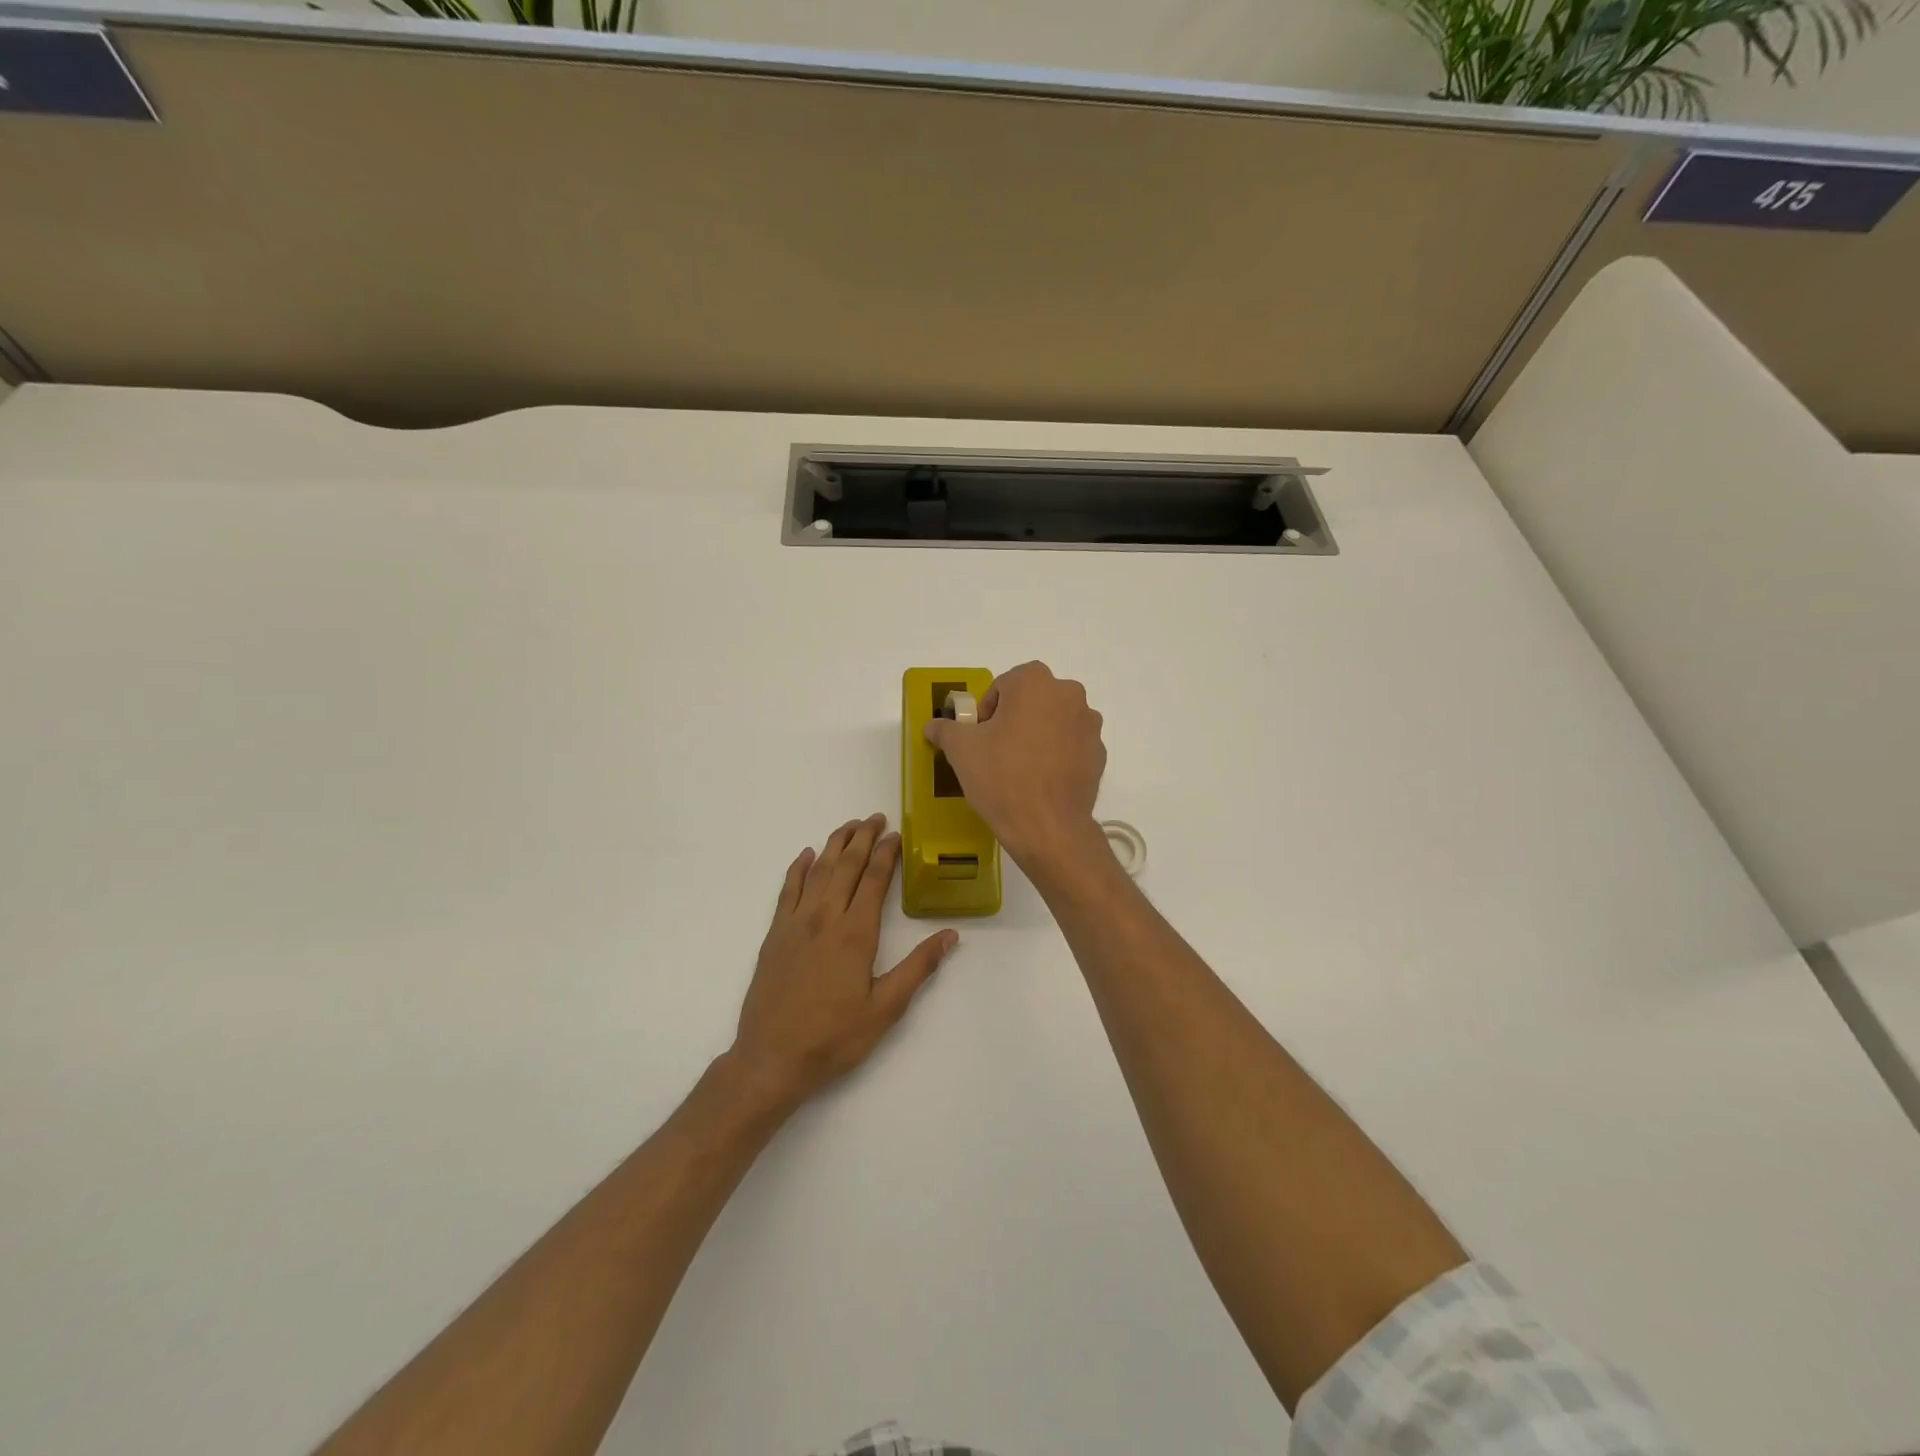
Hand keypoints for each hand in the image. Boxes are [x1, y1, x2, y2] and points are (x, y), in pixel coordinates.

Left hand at [729, 814, 957, 1115]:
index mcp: (855, 933)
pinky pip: (787, 890)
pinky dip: (797, 869)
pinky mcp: (774, 935)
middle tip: (875, 817)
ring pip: (817, 871)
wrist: (772, 1058)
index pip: (873, 880)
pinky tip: (805, 856)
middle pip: (845, 866)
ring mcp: (795, 923)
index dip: (886, 853)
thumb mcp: (885, 1008)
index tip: (896, 833)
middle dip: (862, 838)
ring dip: (834, 845)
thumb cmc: (834, 1037)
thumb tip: (950, 935)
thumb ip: (918, 968)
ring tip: (848, 826)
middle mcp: (825, 918)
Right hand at [922, 661, 1107, 869]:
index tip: (979, 737)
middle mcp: (1068, 694)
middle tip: (996, 751)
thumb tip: (933, 725)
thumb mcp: (961, 750)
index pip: (1002, 685)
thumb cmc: (1001, 777)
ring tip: (1020, 768)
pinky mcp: (1099, 753)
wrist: (1048, 827)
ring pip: (1054, 721)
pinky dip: (1057, 754)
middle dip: (1013, 719)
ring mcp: (1089, 724)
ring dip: (1037, 734)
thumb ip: (945, 729)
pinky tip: (1041, 781)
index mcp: (1035, 682)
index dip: (986, 711)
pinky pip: (1071, 745)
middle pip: (1031, 700)